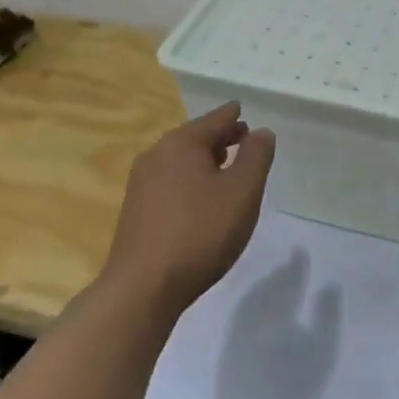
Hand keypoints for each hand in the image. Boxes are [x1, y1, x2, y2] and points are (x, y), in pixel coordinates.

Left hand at [103, 101, 275, 316]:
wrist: (144, 287)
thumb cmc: (201, 232)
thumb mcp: (242, 191)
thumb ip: (256, 156)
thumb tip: (261, 132)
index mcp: (182, 143)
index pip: (216, 119)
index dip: (234, 116)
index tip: (244, 111)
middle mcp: (157, 154)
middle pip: (195, 137)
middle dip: (221, 137)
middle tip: (244, 139)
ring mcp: (142, 183)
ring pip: (181, 160)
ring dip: (205, 159)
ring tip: (227, 167)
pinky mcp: (136, 209)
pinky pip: (171, 181)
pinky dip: (190, 179)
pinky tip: (202, 198)